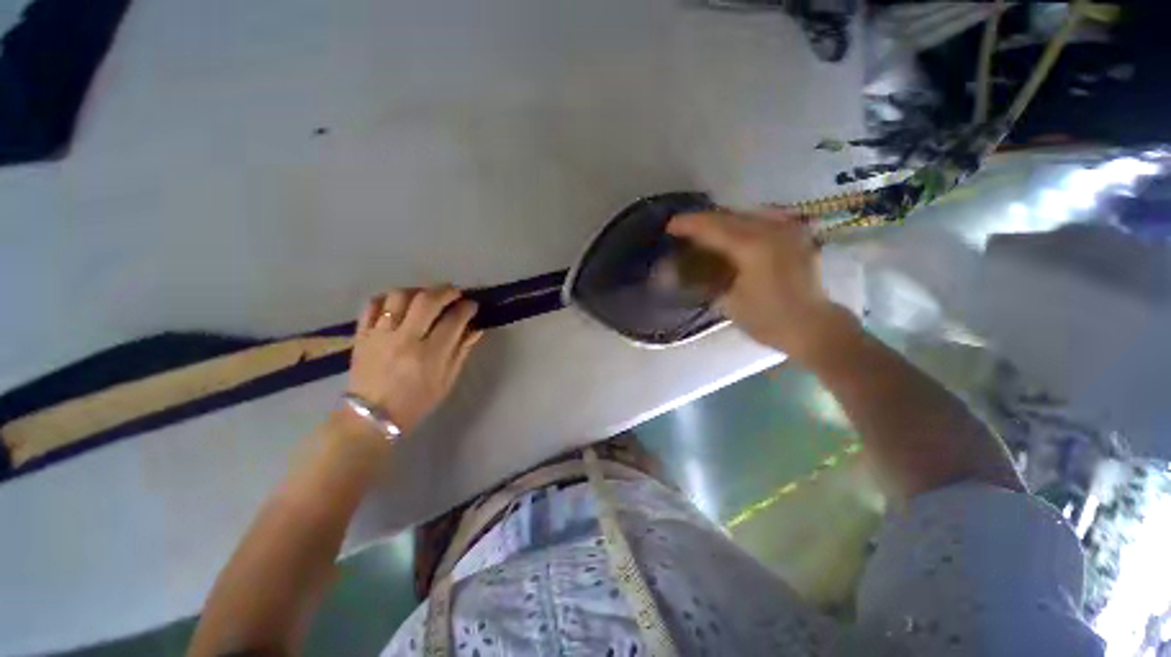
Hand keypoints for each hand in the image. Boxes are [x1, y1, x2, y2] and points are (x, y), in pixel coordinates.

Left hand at [347, 285, 482, 433]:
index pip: (453, 320)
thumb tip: (475, 328)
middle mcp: (404, 340)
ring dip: (418, 291)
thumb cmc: (417, 402)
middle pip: (427, 301)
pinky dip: (388, 298)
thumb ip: (461, 350)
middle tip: (454, 292)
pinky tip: (400, 303)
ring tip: (427, 296)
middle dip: (446, 291)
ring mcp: (380, 335)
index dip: (467, 308)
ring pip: (399, 297)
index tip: (472, 305)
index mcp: (430, 355)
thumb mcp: (447, 380)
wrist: (371, 417)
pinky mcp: (362, 334)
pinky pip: (372, 305)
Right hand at [668, 209, 852, 360]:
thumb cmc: (767, 319)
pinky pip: (763, 218)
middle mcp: (771, 229)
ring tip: (704, 228)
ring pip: (746, 213)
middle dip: (702, 219)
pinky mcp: (795, 235)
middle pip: (728, 215)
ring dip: (722, 219)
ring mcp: (787, 229)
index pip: (713, 227)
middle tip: (683, 226)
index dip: (688, 224)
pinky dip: (743, 221)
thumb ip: (705, 278)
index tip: (669, 226)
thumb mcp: (729, 301)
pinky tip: (735, 230)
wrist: (813, 326)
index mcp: (752, 246)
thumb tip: (679, 269)